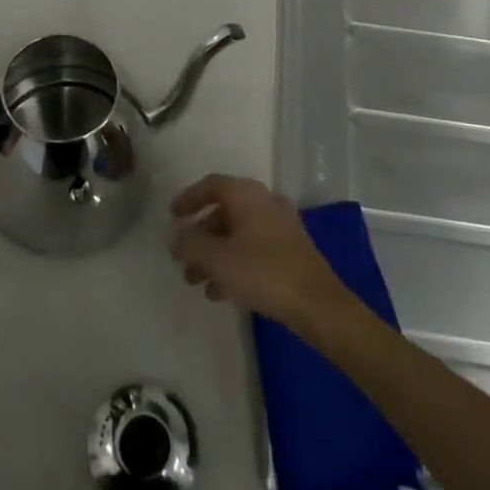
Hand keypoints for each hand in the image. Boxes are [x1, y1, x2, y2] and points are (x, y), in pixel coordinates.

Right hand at [169, 174, 350, 329]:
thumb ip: (190, 245)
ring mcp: (280, 226)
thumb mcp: (217, 259)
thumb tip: (176, 237)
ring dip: (214, 254)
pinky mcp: (290, 250)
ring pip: (237, 234)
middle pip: (223, 212)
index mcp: (247, 195)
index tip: (171, 215)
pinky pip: (252, 248)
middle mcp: (264, 202)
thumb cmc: (263, 272)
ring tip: (197, 282)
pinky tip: (221, 292)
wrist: (318, 304)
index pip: (211, 185)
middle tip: (182, 259)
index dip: (188, 198)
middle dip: (199, 236)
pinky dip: (233, 263)